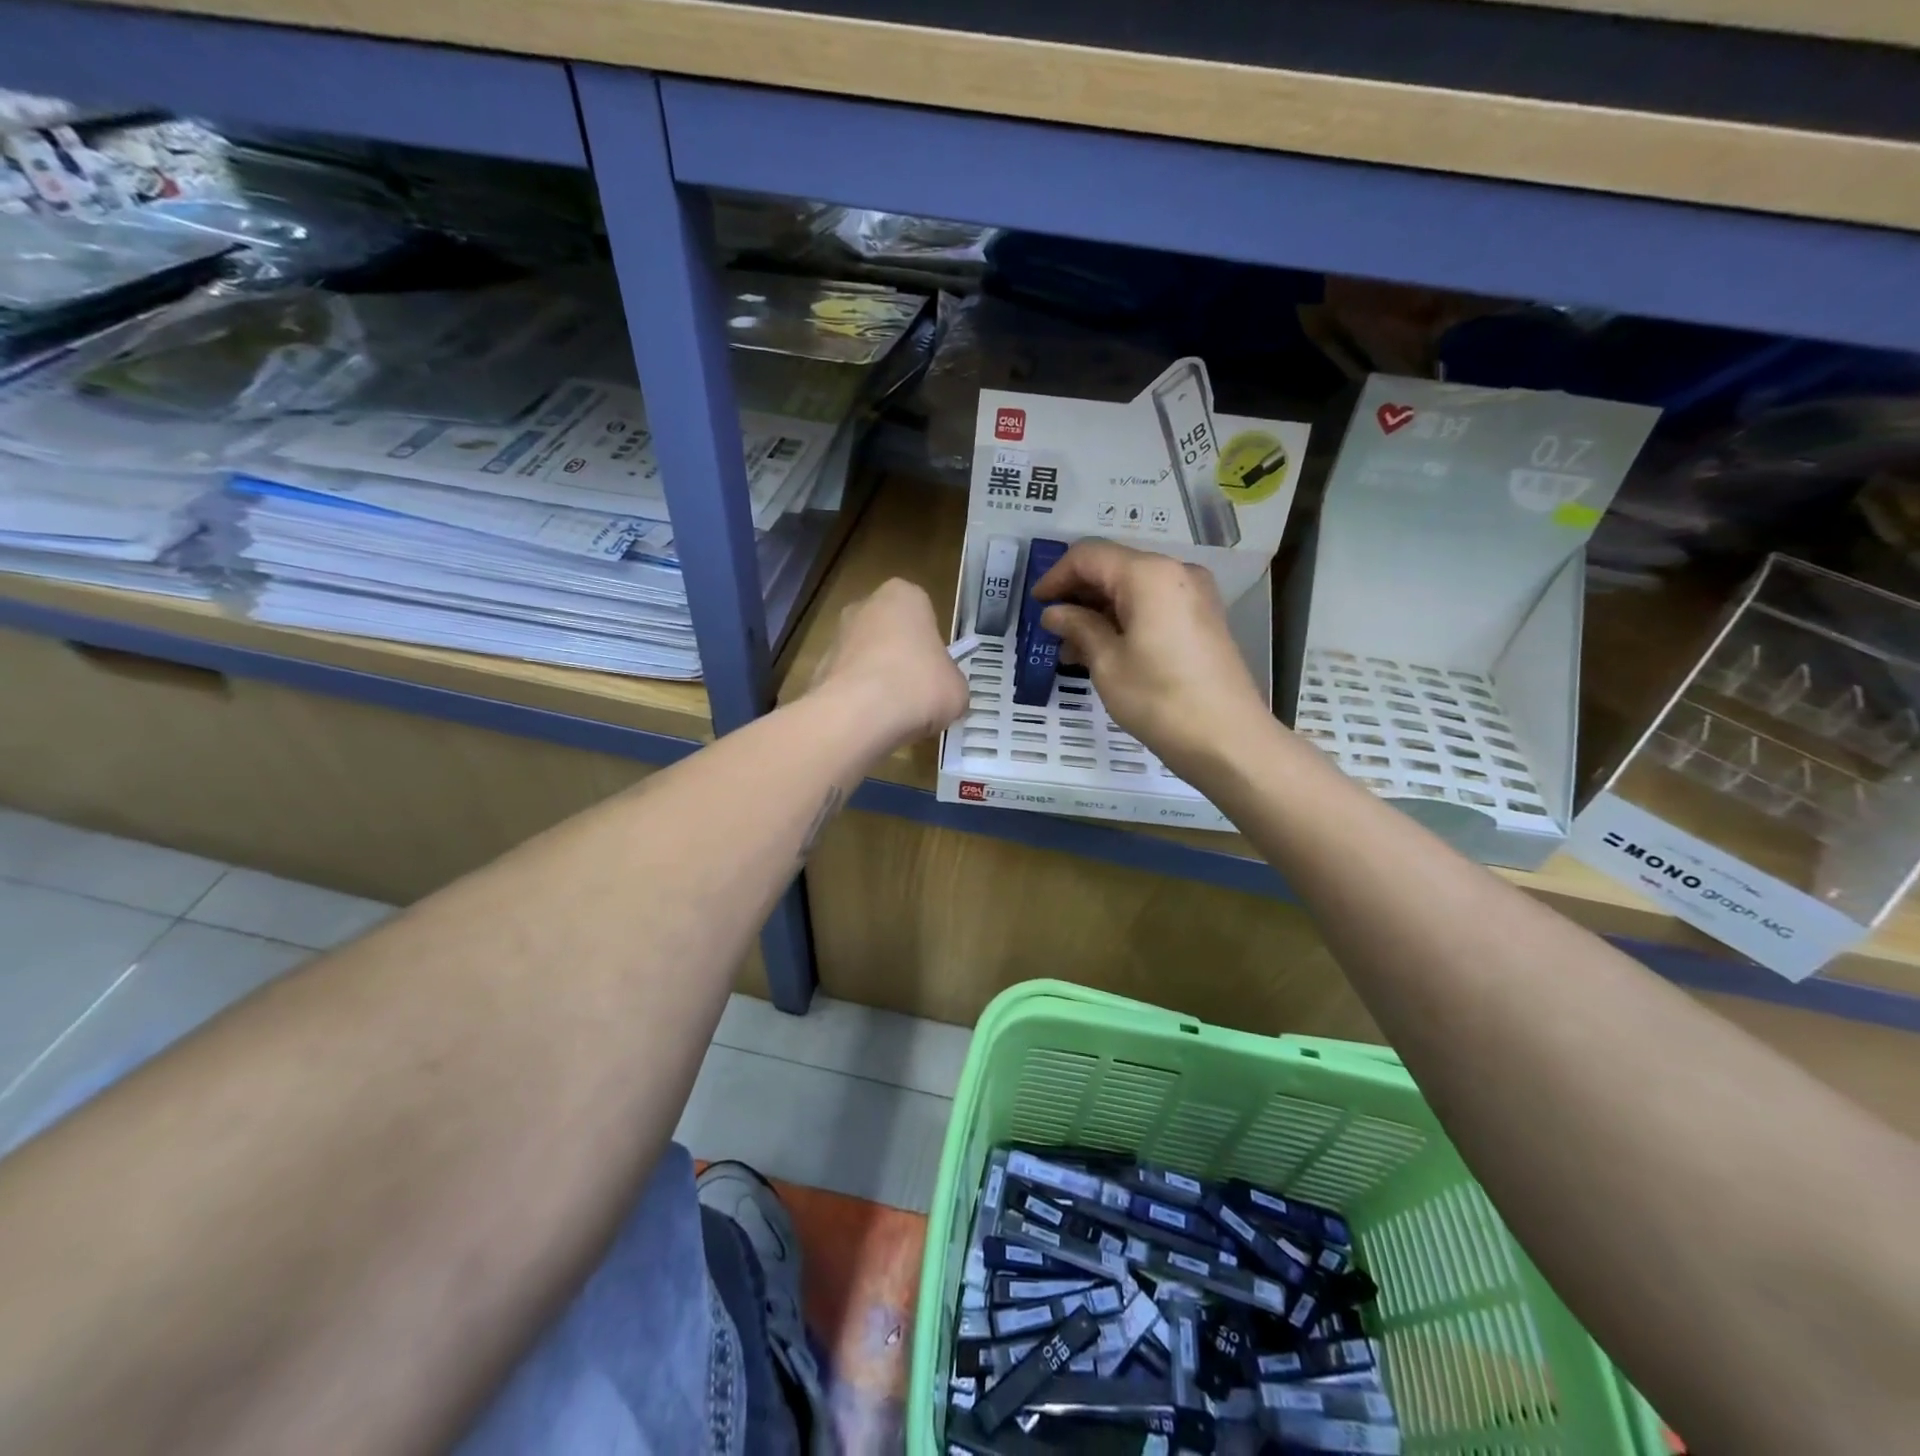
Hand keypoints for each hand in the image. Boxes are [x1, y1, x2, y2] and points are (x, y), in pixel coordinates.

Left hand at [809, 577, 968, 750]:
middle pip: (890, 632)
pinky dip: (857, 699)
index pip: (923, 613)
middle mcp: (865, 606)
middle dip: (900, 658)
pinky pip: (847, 683)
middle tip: (917, 692)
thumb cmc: (919, 686)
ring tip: (893, 715)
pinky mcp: (818, 669)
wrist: (859, 715)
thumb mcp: (957, 689)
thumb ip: (951, 683)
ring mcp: (836, 636)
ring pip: (866, 657)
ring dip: (877, 679)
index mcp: (904, 596)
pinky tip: (870, 723)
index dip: (932, 645)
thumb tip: (944, 694)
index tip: (937, 672)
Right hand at [1034, 540, 1270, 774]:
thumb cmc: (1160, 700)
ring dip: (1099, 610)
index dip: (1056, 576)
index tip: (1035, 604)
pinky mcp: (1202, 618)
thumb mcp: (1108, 664)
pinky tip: (1104, 651)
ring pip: (1133, 588)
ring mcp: (1194, 594)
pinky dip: (1125, 619)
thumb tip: (1054, 613)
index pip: (1089, 556)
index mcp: (1148, 575)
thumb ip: (1078, 628)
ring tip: (1072, 650)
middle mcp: (1175, 572)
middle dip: (1078, 594)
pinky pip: (1153, 605)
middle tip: (1051, 630)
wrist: (1228, 740)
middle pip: (1113, 567)